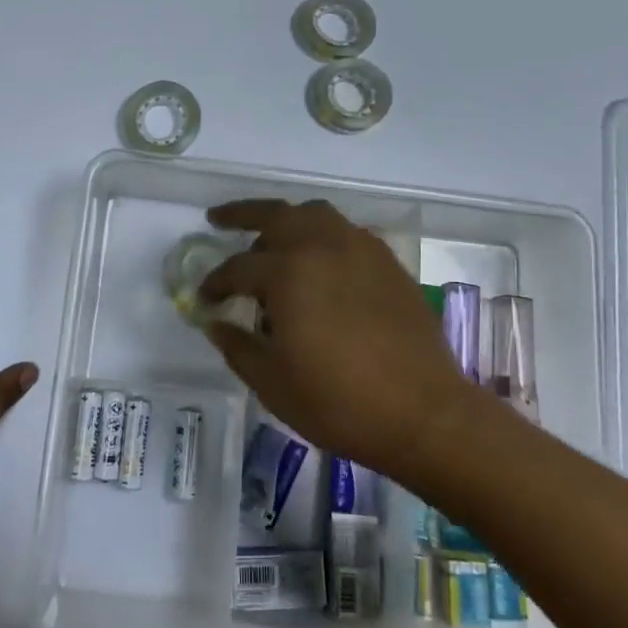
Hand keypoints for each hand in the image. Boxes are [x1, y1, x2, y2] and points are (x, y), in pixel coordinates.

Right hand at [199, 200, 477, 474]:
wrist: (423, 413)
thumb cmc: (339, 402)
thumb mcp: (272, 383)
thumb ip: (236, 346)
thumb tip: (215, 323)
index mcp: (289, 273)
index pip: (237, 269)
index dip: (215, 283)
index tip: (205, 298)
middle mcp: (323, 247)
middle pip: (275, 214)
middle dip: (241, 215)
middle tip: (218, 220)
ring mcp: (361, 249)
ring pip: (314, 214)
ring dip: (286, 219)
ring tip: (271, 239)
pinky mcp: (387, 263)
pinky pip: (345, 232)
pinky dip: (322, 235)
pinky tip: (318, 263)